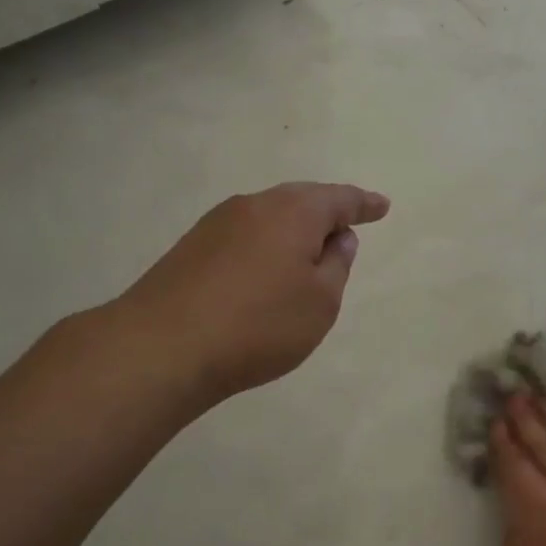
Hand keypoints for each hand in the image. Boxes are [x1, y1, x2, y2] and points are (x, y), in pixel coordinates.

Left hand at [120, 181, 391, 403]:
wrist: (163, 347)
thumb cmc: (259, 325)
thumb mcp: (320, 302)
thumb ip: (336, 264)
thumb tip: (337, 237)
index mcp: (293, 211)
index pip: (339, 199)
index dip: (363, 204)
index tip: (382, 206)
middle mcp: (254, 205)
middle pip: (300, 200)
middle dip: (326, 212)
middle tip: (347, 227)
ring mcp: (217, 223)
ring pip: (269, 216)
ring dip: (293, 230)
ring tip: (308, 253)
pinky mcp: (191, 247)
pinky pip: (244, 235)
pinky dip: (265, 245)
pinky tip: (265, 270)